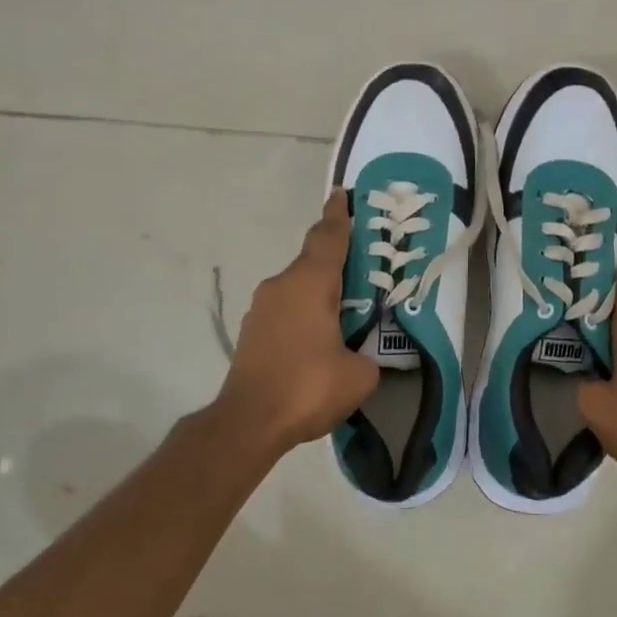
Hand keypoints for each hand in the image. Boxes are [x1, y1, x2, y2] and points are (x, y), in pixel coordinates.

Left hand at [216, 193, 379, 451]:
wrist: (248, 422)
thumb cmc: (308, 387)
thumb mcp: (359, 375)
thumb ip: (368, 356)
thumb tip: (362, 356)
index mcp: (310, 284)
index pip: (328, 238)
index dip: (339, 215)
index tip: (342, 194)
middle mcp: (281, 286)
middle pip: (313, 261)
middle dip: (338, 260)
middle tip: (365, 266)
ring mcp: (262, 309)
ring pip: (298, 287)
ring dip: (321, 291)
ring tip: (346, 309)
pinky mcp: (253, 332)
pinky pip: (286, 309)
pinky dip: (305, 313)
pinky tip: (320, 339)